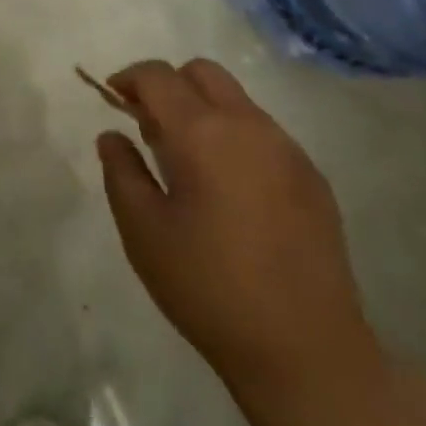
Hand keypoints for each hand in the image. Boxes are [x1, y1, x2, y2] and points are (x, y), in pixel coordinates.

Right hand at [97, 59, 384, 403]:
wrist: (308, 353)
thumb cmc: (211, 289)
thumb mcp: (144, 233)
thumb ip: (121, 172)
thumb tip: (112, 135)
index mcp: (203, 133)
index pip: (158, 76)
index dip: (129, 78)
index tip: (113, 99)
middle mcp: (248, 125)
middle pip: (202, 72)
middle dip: (170, 85)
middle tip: (152, 128)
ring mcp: (287, 149)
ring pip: (236, 100)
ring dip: (205, 111)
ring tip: (191, 165)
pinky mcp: (313, 178)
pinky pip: (265, 134)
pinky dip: (237, 139)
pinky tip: (233, 193)